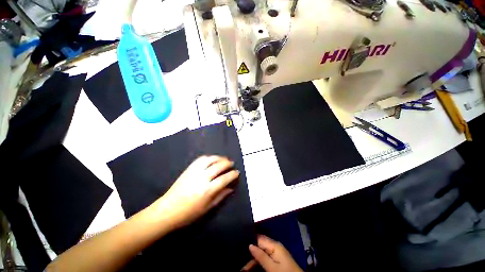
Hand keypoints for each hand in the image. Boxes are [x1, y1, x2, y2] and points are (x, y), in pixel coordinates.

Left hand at [151, 156, 238, 228]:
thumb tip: (231, 188)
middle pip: (219, 166)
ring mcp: (195, 172)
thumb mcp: (207, 208)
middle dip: (228, 163)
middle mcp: (203, 178)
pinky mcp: (188, 169)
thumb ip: (221, 196)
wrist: (167, 211)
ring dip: (219, 158)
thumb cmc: (189, 214)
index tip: (237, 172)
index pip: (225, 178)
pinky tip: (212, 159)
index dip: (233, 174)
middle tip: (232, 164)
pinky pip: (200, 159)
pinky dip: (209, 157)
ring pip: (210, 159)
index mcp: (208, 190)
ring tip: (224, 159)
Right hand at [246, 235, 302, 271]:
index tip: (241, 245)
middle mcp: (275, 246)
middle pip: (260, 246)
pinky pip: (266, 257)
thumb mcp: (272, 267)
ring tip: (245, 268)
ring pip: (262, 252)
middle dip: (251, 253)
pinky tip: (254, 266)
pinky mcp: (277, 259)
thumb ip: (261, 255)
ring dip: (254, 259)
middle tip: (242, 265)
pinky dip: (259, 262)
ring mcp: (276, 252)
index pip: (259, 238)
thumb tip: (250, 244)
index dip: (250, 241)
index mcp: (274, 245)